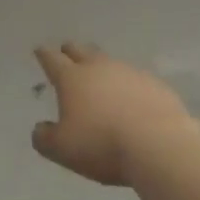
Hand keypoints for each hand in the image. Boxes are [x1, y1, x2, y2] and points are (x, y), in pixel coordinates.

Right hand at [32, 42, 199, 187]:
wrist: (159, 145)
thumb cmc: (102, 145)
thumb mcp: (62, 150)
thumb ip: (45, 138)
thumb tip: (40, 129)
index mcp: (72, 79)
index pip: (52, 60)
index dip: (44, 55)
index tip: (40, 50)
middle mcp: (99, 68)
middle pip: (81, 51)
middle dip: (71, 51)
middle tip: (66, 54)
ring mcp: (129, 72)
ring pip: (109, 62)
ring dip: (102, 68)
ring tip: (101, 81)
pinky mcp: (155, 84)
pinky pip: (135, 79)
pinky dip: (129, 86)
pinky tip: (132, 101)